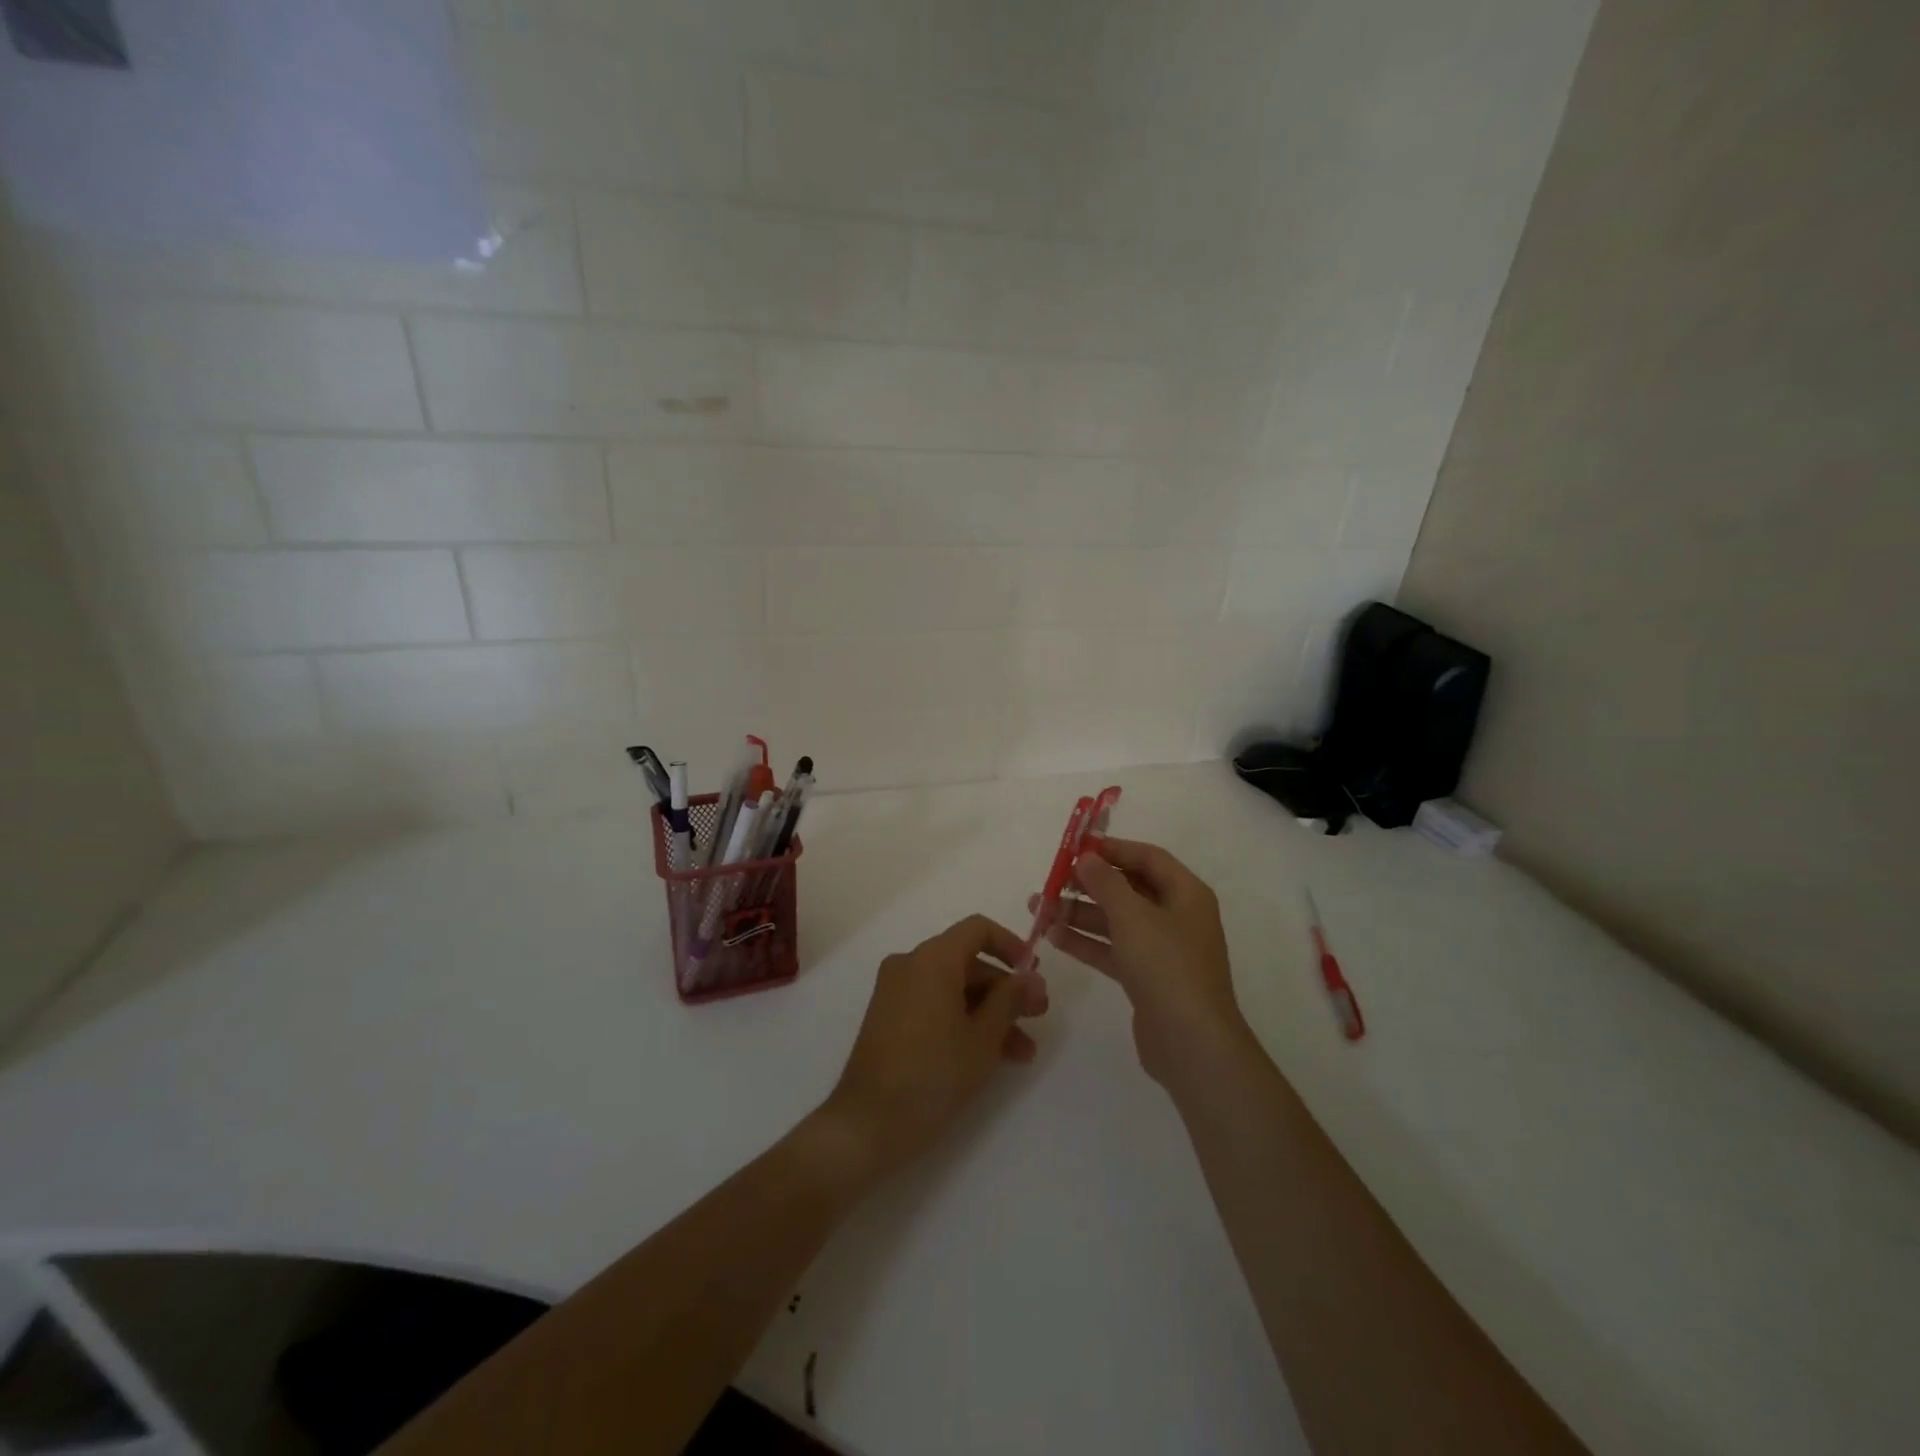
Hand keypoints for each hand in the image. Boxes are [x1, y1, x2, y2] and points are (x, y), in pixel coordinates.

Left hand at [820, 915, 1047, 1181]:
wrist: (869, 1123)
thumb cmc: (934, 1073)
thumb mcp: (984, 1037)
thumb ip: (1010, 1000)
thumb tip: (1030, 977)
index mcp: (932, 958)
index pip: (977, 929)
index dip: (1011, 945)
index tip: (1033, 973)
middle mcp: (910, 964)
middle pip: (967, 961)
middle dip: (1005, 988)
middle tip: (1038, 1015)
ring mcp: (896, 991)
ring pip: (954, 988)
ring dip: (990, 1012)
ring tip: (1024, 1050)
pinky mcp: (890, 1017)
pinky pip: (935, 1004)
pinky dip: (963, 1020)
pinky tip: (994, 1055)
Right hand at [1032, 838, 1249, 1089]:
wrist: (1191, 1043)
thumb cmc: (1166, 966)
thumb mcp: (1132, 916)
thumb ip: (1106, 883)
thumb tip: (1087, 858)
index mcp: (1186, 894)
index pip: (1147, 857)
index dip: (1113, 849)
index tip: (1076, 847)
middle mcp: (1177, 916)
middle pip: (1128, 889)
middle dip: (1088, 884)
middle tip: (1051, 880)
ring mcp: (1162, 950)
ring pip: (1116, 921)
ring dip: (1079, 913)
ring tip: (1039, 908)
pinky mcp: (1147, 978)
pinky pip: (1113, 950)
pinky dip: (1086, 942)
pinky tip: (1053, 937)